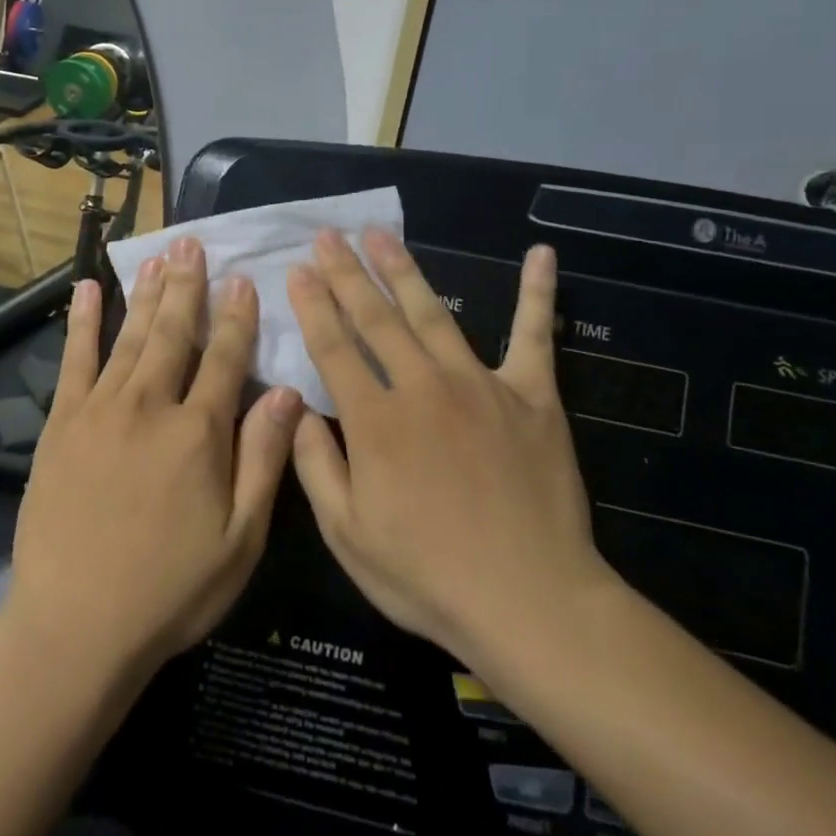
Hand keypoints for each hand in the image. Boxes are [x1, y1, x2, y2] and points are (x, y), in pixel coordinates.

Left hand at [4, 237, 303, 681]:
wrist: (75, 625)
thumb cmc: (170, 590)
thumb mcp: (240, 539)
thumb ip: (263, 459)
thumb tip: (287, 392)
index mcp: (199, 433)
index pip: (225, 358)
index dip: (237, 317)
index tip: (243, 278)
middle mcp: (151, 406)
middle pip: (174, 333)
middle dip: (188, 286)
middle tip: (193, 243)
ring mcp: (101, 410)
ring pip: (131, 337)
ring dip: (148, 293)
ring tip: (159, 255)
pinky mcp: (62, 424)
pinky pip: (75, 360)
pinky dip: (84, 322)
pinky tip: (90, 290)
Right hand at [287, 231, 619, 674]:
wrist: (531, 602)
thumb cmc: (428, 576)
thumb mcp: (347, 534)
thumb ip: (314, 465)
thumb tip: (295, 408)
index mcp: (375, 421)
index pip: (333, 347)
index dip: (312, 305)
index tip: (297, 269)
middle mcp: (422, 388)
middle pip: (375, 318)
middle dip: (346, 273)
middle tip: (328, 235)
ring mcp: (480, 385)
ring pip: (433, 313)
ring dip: (403, 270)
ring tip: (381, 234)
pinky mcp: (533, 396)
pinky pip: (533, 336)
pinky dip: (537, 294)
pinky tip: (540, 254)